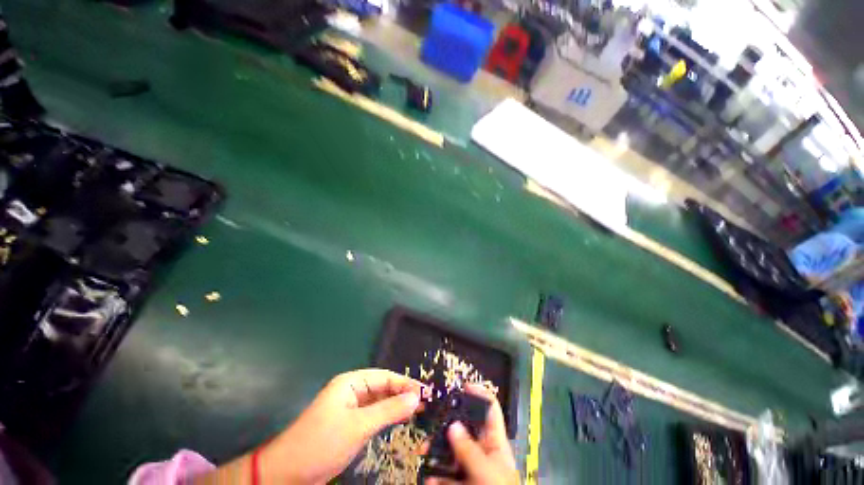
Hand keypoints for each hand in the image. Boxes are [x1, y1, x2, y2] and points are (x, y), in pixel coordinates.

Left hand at [194, 369, 422, 483]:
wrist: (287, 474)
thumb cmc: (322, 443)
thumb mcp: (359, 426)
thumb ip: (389, 411)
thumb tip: (416, 398)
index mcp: (351, 382)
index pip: (384, 377)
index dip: (405, 383)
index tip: (425, 391)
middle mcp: (351, 391)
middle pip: (383, 388)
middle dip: (403, 394)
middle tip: (425, 402)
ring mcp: (350, 408)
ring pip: (379, 402)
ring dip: (397, 406)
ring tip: (418, 411)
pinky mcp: (349, 424)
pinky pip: (373, 416)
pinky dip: (387, 417)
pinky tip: (400, 421)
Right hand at [427, 384, 518, 484]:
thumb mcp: (488, 474)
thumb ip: (470, 451)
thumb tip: (452, 425)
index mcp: (495, 443)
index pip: (489, 409)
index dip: (478, 393)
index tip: (461, 386)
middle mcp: (482, 451)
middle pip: (465, 426)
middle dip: (447, 423)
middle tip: (431, 424)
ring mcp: (469, 468)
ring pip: (451, 450)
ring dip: (436, 450)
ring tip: (423, 452)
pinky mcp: (459, 482)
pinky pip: (445, 474)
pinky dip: (435, 475)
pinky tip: (428, 479)